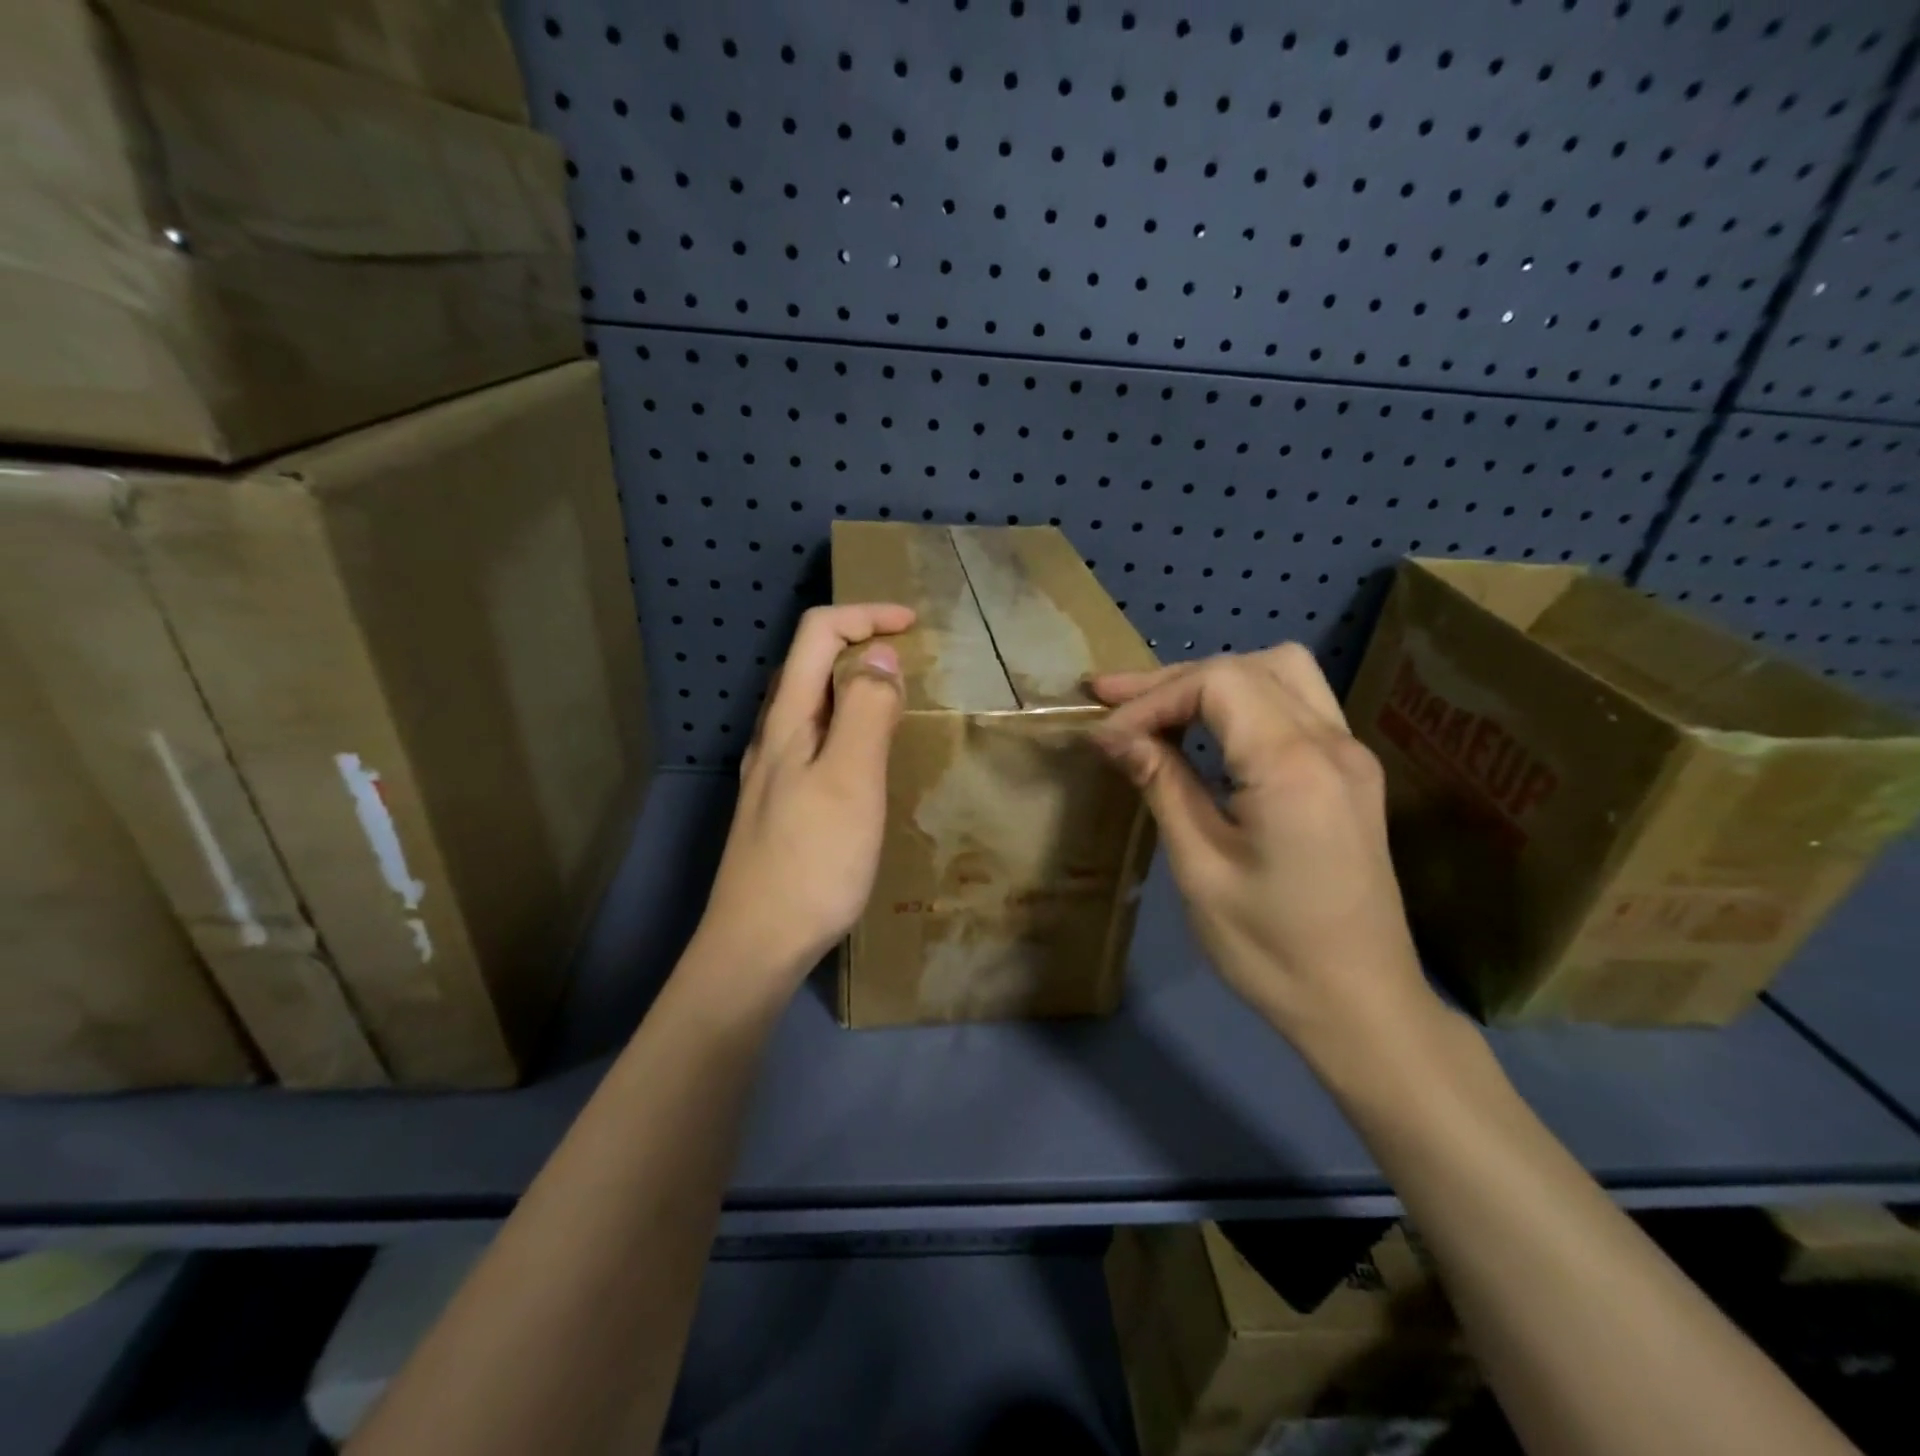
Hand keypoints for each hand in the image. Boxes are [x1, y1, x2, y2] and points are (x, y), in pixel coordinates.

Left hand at [693, 604, 914, 1002]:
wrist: (757, 945)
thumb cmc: (811, 861)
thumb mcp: (849, 780)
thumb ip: (866, 712)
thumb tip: (881, 656)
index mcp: (786, 720)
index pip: (817, 635)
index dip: (865, 616)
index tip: (913, 625)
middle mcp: (772, 736)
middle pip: (809, 663)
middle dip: (859, 642)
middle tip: (911, 659)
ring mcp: (773, 772)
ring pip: (811, 703)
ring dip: (853, 684)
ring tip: (897, 700)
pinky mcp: (782, 803)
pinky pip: (816, 739)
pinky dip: (848, 723)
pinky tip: (867, 756)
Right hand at [1090, 645, 1442, 1069]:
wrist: (1362, 1007)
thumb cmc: (1271, 949)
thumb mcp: (1200, 868)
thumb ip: (1162, 785)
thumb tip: (1115, 736)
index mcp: (1294, 766)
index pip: (1216, 684)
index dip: (1151, 699)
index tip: (1107, 738)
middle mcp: (1332, 744)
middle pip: (1247, 666)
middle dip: (1173, 680)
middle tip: (1112, 699)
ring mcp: (1351, 755)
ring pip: (1281, 672)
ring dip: (1214, 681)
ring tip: (1158, 708)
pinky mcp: (1352, 774)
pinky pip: (1297, 705)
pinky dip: (1245, 702)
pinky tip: (1209, 734)